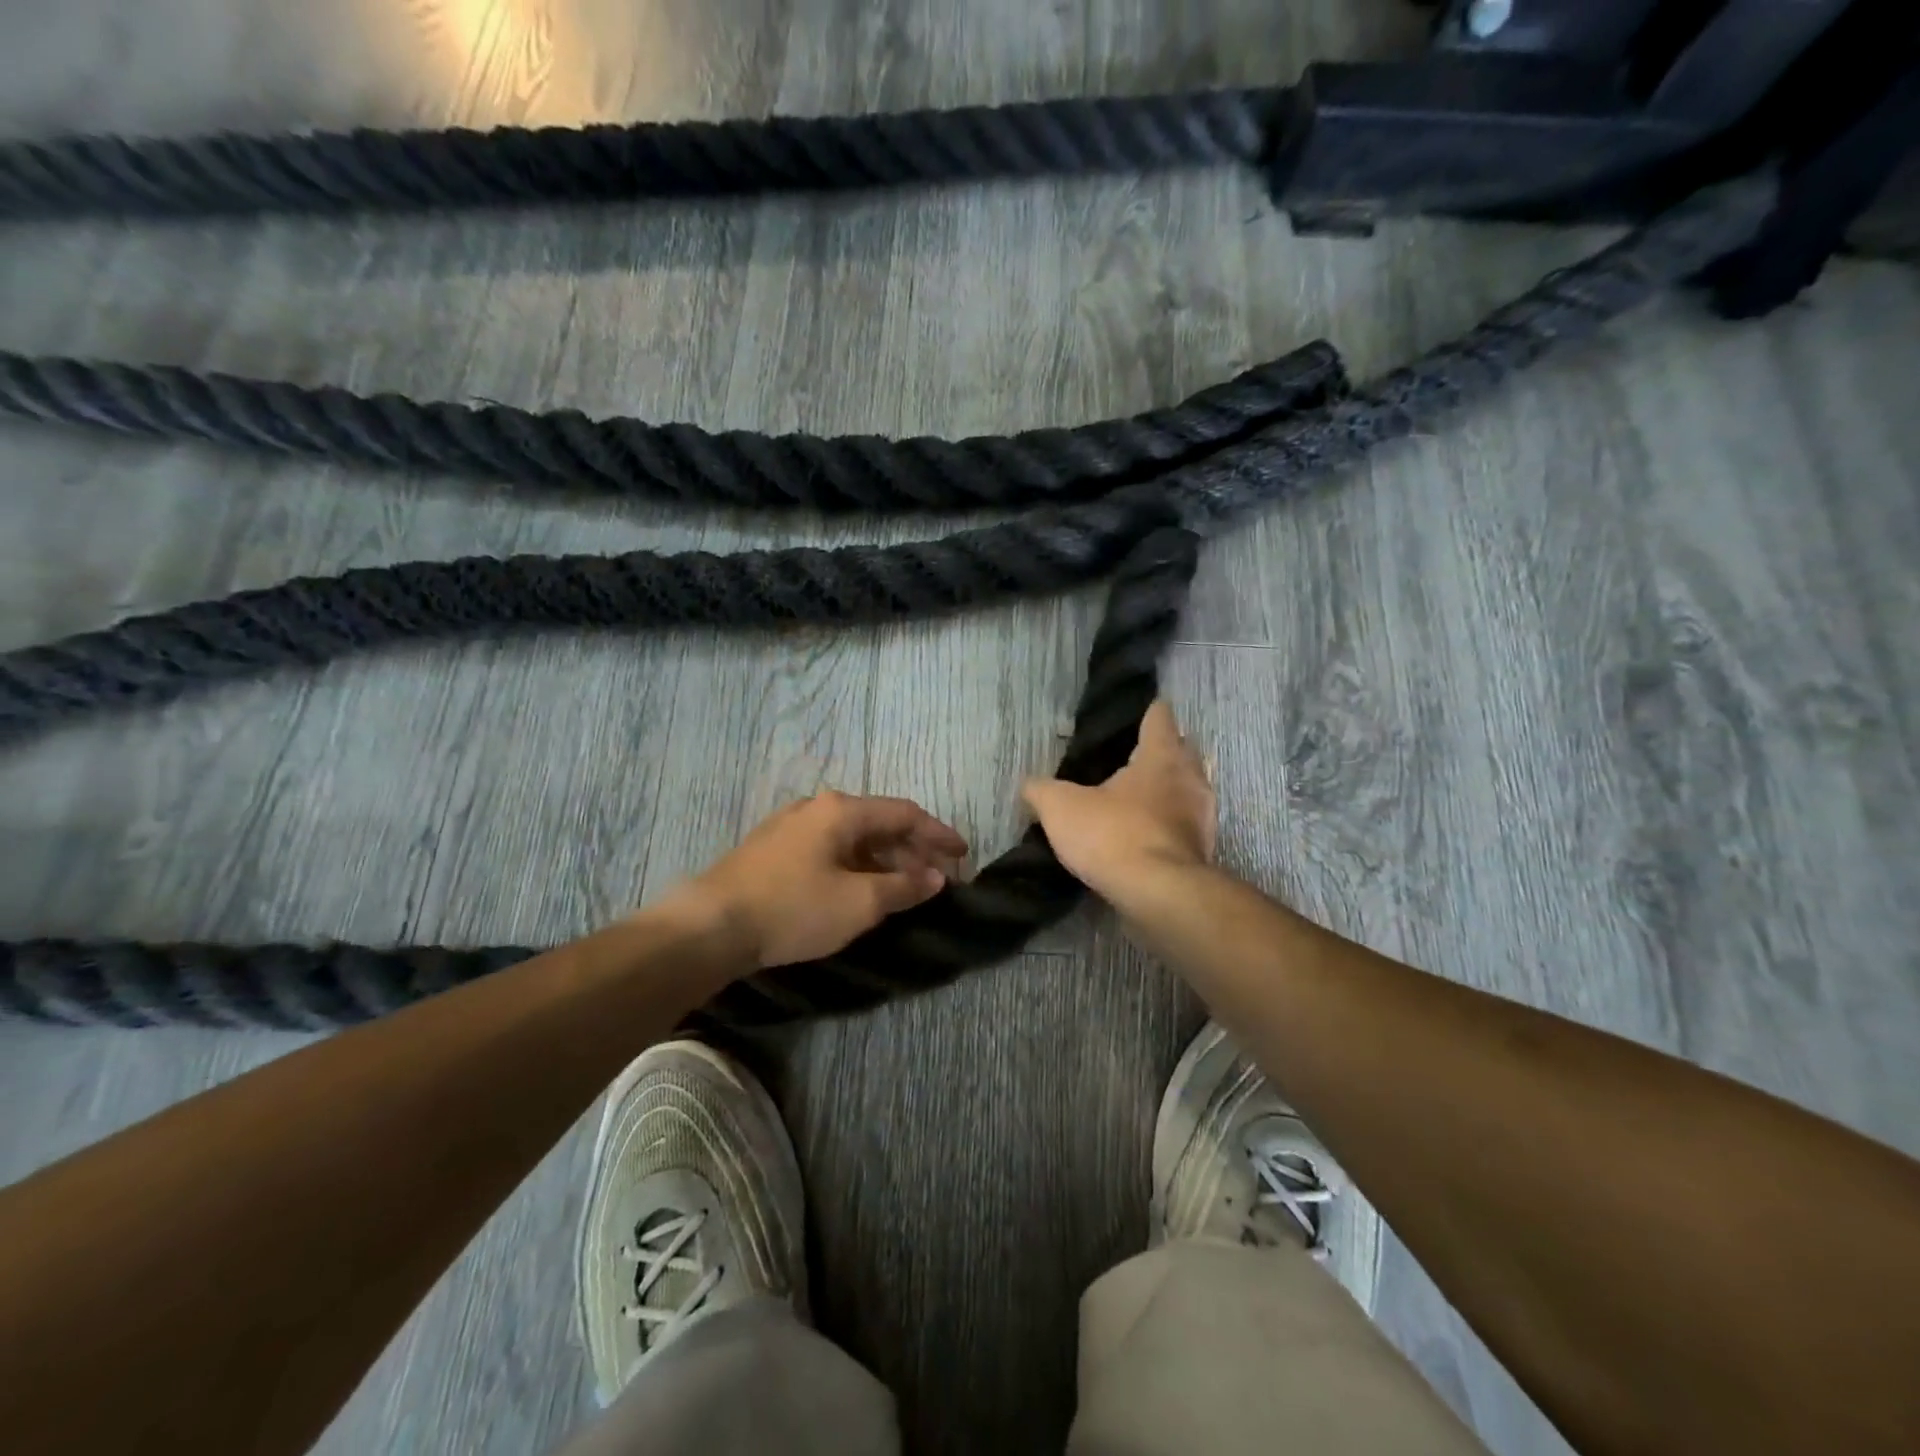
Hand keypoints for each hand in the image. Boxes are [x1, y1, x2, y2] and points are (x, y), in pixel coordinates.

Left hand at [664, 791, 967, 968]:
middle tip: (936, 880)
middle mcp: (816, 808)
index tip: (963, 855)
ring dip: (883, 861)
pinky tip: (859, 891)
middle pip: (878, 823)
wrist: (710, 926)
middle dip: (912, 851)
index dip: (938, 834)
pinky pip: (829, 850)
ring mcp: (790, 827)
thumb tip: (936, 878)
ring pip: (852, 838)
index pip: (904, 813)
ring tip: (902, 890)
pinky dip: (855, 867)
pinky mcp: (772, 850)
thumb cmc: (794, 908)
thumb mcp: (859, 903)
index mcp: (842, 811)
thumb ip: (903, 887)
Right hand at [1021, 699, 1215, 903]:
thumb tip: (1028, 784)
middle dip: (1158, 752)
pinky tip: (1141, 836)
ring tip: (1132, 799)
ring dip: (1165, 791)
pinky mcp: (1202, 850)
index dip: (1145, 712)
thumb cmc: (1114, 835)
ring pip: (1186, 789)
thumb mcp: (1061, 808)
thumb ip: (1041, 790)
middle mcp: (1191, 777)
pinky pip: (1183, 825)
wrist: (1160, 896)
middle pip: (1180, 751)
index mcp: (1162, 755)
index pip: (1160, 716)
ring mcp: (1203, 816)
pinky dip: (1167, 825)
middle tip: (1124, 759)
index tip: (1130, 716)